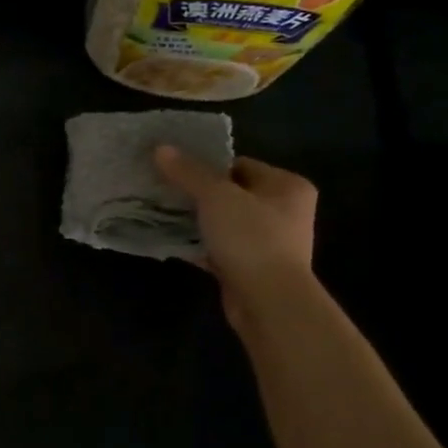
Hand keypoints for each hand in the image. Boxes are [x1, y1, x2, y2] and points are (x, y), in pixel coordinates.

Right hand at [154, 147, 318, 326]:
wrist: (268, 300)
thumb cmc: (251, 238)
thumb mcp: (216, 197)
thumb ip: (188, 172)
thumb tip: (160, 148)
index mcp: (286, 186)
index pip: (239, 165)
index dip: (206, 166)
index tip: (173, 170)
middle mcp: (284, 210)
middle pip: (230, 193)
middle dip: (197, 193)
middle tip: (163, 190)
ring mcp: (269, 241)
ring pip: (223, 221)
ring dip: (195, 220)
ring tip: (161, 213)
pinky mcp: (251, 265)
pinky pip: (219, 246)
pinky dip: (198, 244)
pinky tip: (171, 241)